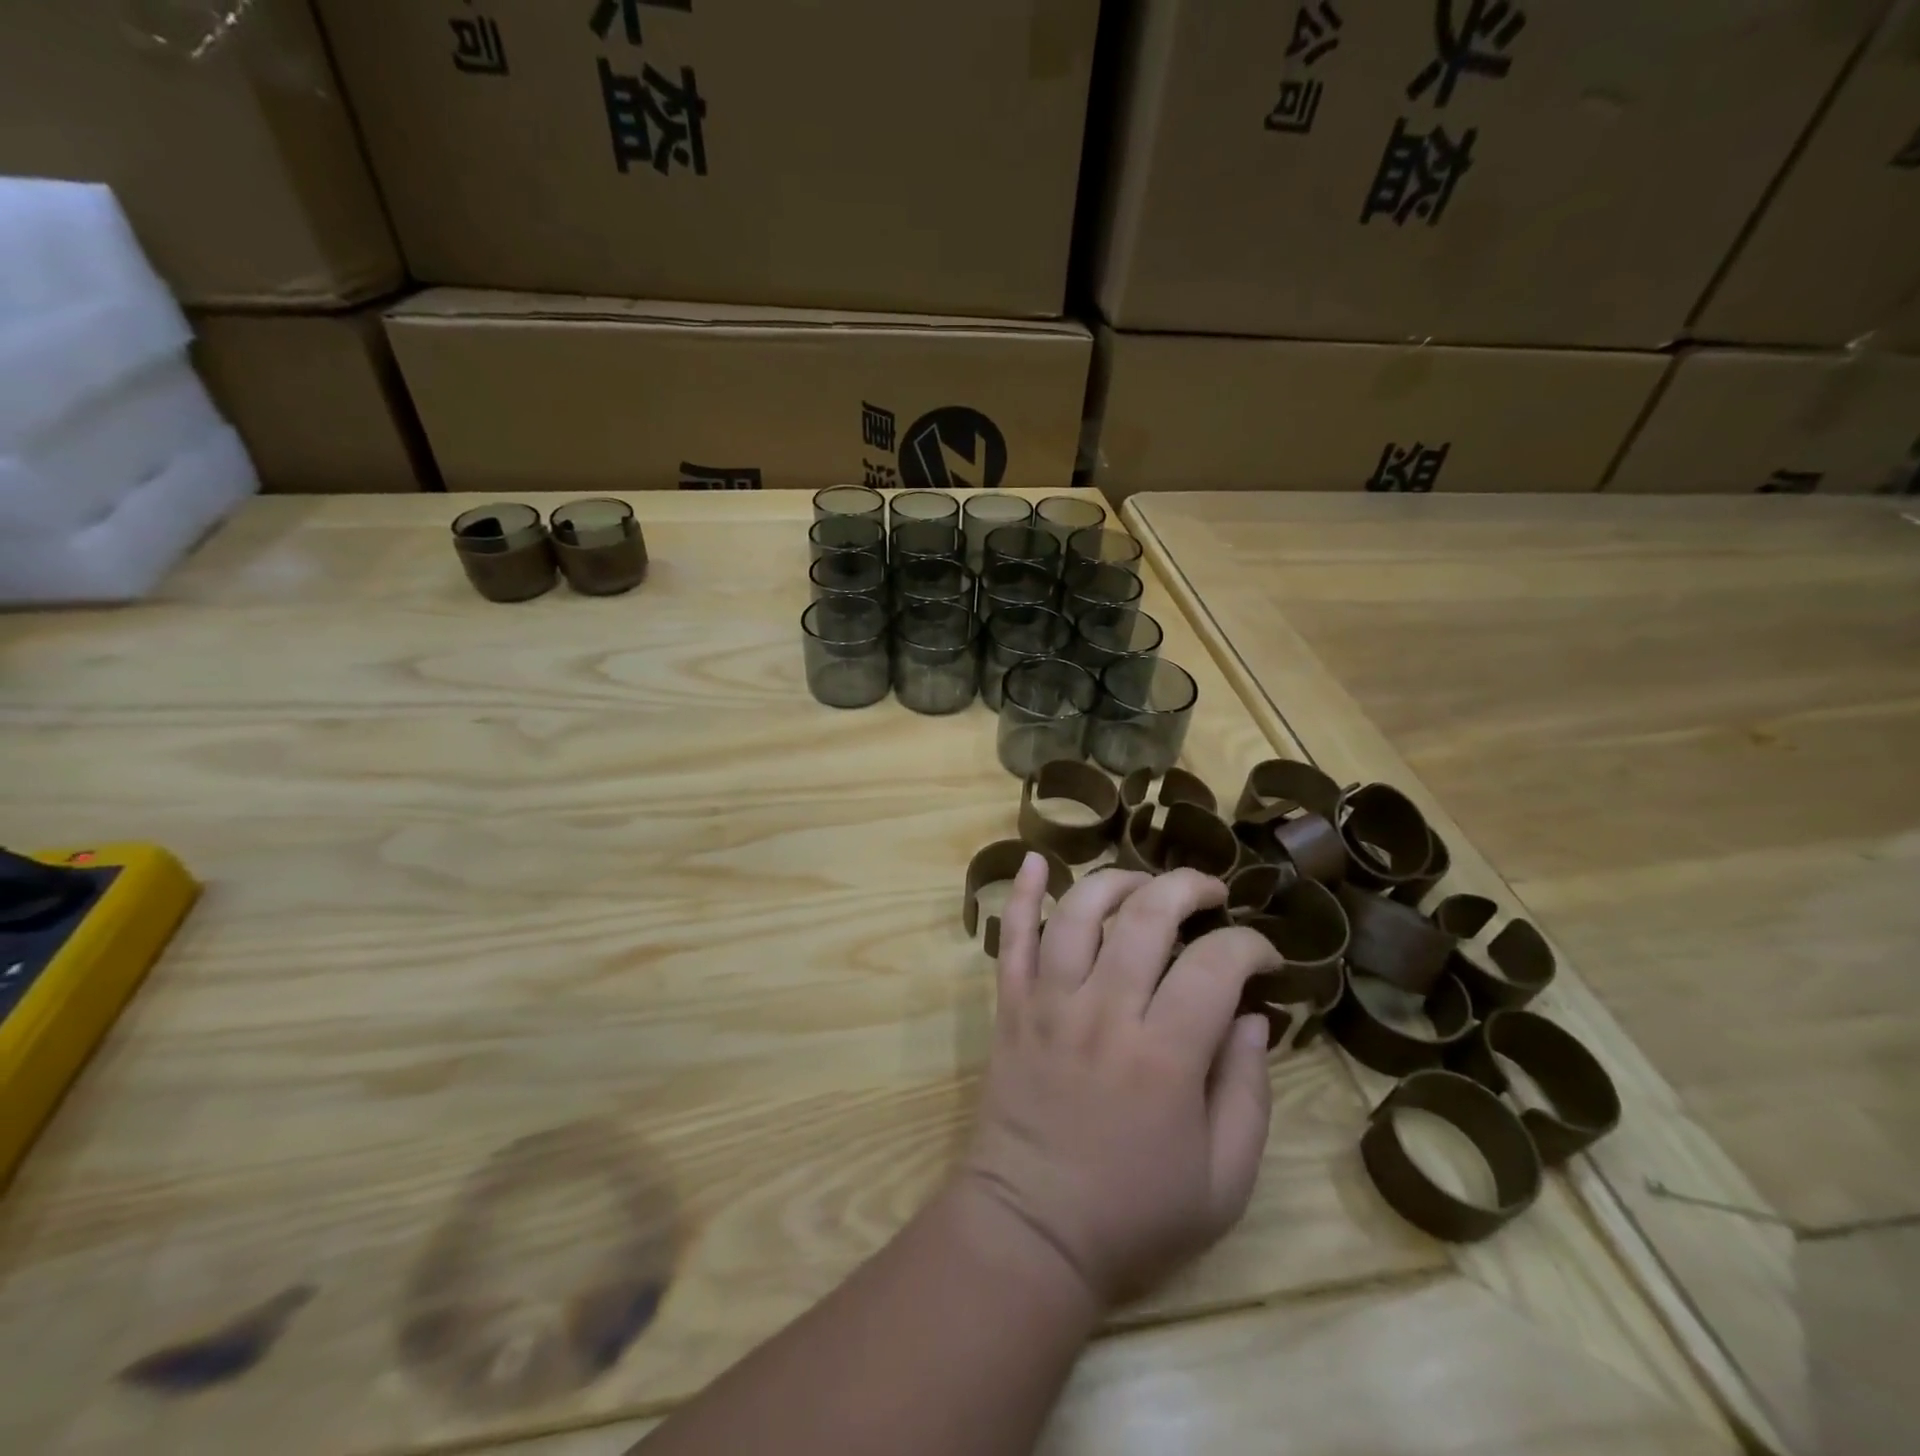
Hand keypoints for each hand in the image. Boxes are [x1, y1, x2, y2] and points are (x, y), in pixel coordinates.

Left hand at [958, 857, 1278, 1307]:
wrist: (1030, 1230)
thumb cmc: (1133, 1214)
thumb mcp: (1223, 1180)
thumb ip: (1248, 1093)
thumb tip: (1254, 1017)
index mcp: (1164, 1055)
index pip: (1216, 965)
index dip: (1251, 947)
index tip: (1265, 959)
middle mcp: (1104, 1011)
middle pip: (1147, 916)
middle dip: (1188, 889)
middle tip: (1212, 896)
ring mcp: (1049, 1002)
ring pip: (1080, 911)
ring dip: (1118, 882)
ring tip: (1146, 886)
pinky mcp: (1011, 1006)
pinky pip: (1011, 937)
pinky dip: (1021, 894)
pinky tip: (1033, 860)